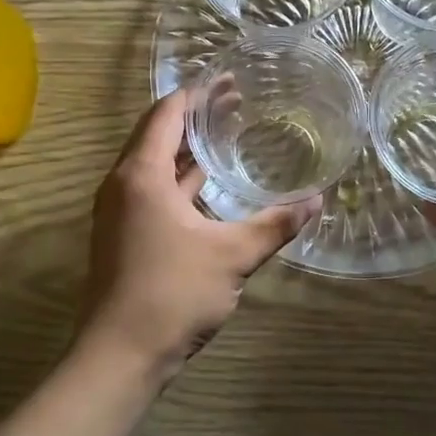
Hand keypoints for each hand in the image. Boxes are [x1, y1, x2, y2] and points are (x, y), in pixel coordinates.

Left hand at [79, 90, 319, 383]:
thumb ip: (275, 224)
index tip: (227, 78)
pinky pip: (153, 190)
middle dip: (196, 117)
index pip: (167, 114)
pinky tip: (210, 185)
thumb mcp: (232, 255)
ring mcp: (120, 211)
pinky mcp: (124, 235)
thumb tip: (317, 201)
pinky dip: (180, 178)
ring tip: (227, 134)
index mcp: (142, 175)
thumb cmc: (172, 293)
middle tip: (237, 102)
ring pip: (155, 165)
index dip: (196, 93)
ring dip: (187, 149)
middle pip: (158, 134)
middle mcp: (124, 185)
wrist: (118, 356)